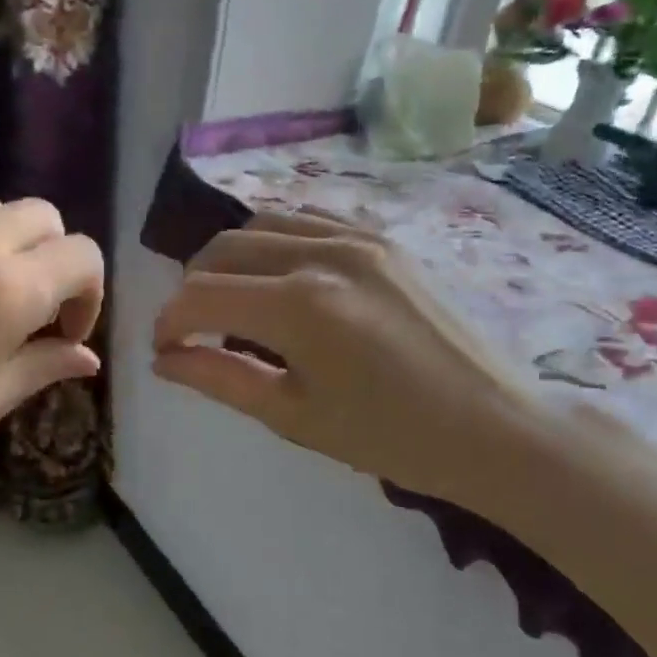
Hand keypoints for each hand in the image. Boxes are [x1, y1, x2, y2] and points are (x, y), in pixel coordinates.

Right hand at [152, 210, 547, 511]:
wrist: (492, 426)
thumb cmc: (390, 437)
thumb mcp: (293, 415)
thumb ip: (220, 379)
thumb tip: (164, 359)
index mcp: (298, 306)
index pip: (201, 295)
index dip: (169, 321)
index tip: (164, 349)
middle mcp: (322, 254)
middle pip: (223, 249)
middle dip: (193, 288)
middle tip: (194, 330)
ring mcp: (356, 237)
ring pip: (261, 224)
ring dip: (230, 259)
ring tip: (232, 301)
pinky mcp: (381, 238)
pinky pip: (307, 220)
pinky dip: (275, 241)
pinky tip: (279, 276)